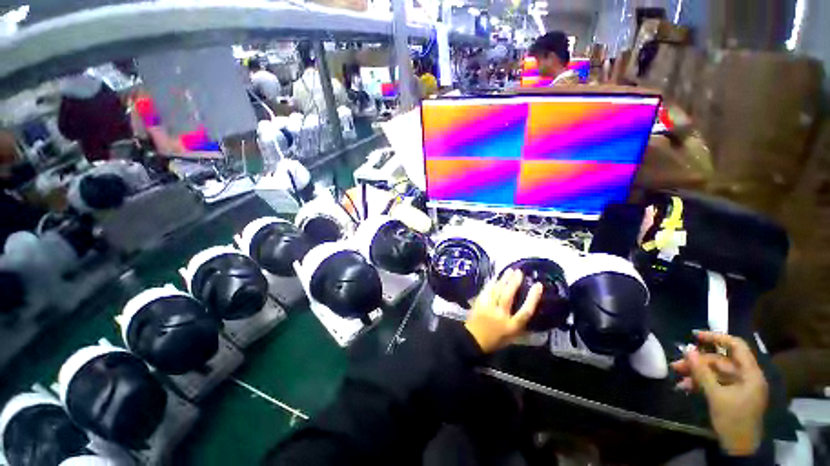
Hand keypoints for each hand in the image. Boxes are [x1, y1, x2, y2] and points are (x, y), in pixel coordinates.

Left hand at [464, 269, 542, 352]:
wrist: (473, 340)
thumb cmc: (495, 340)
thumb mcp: (512, 337)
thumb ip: (520, 323)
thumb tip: (529, 309)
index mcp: (512, 327)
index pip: (526, 311)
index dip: (533, 298)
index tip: (538, 285)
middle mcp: (500, 316)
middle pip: (508, 296)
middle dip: (514, 283)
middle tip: (519, 272)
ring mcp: (488, 309)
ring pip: (497, 291)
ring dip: (503, 279)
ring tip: (509, 271)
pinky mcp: (479, 304)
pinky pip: (486, 291)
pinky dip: (491, 283)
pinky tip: (495, 277)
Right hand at [671, 331, 767, 455]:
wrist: (739, 449)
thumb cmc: (732, 419)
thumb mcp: (715, 396)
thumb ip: (702, 371)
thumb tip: (687, 349)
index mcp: (750, 374)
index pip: (736, 346)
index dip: (716, 337)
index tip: (694, 336)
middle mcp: (747, 376)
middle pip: (721, 361)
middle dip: (698, 361)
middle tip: (677, 363)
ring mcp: (740, 387)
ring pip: (716, 372)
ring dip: (696, 372)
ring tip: (677, 374)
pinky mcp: (733, 395)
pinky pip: (716, 383)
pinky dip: (701, 383)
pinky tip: (685, 387)